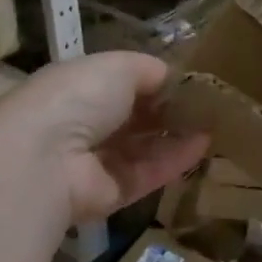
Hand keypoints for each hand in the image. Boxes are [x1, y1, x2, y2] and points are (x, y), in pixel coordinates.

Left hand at [0, 52, 208, 224]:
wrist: (47, 159)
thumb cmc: (79, 98)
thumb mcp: (118, 66)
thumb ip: (148, 70)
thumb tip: (170, 77)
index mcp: (76, 89)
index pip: (119, 85)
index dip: (152, 83)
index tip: (187, 80)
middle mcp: (82, 126)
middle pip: (133, 119)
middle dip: (167, 111)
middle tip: (208, 104)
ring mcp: (95, 163)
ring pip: (143, 148)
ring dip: (176, 135)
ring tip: (214, 123)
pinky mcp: (109, 195)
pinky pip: (147, 174)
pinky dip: (174, 160)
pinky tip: (203, 144)